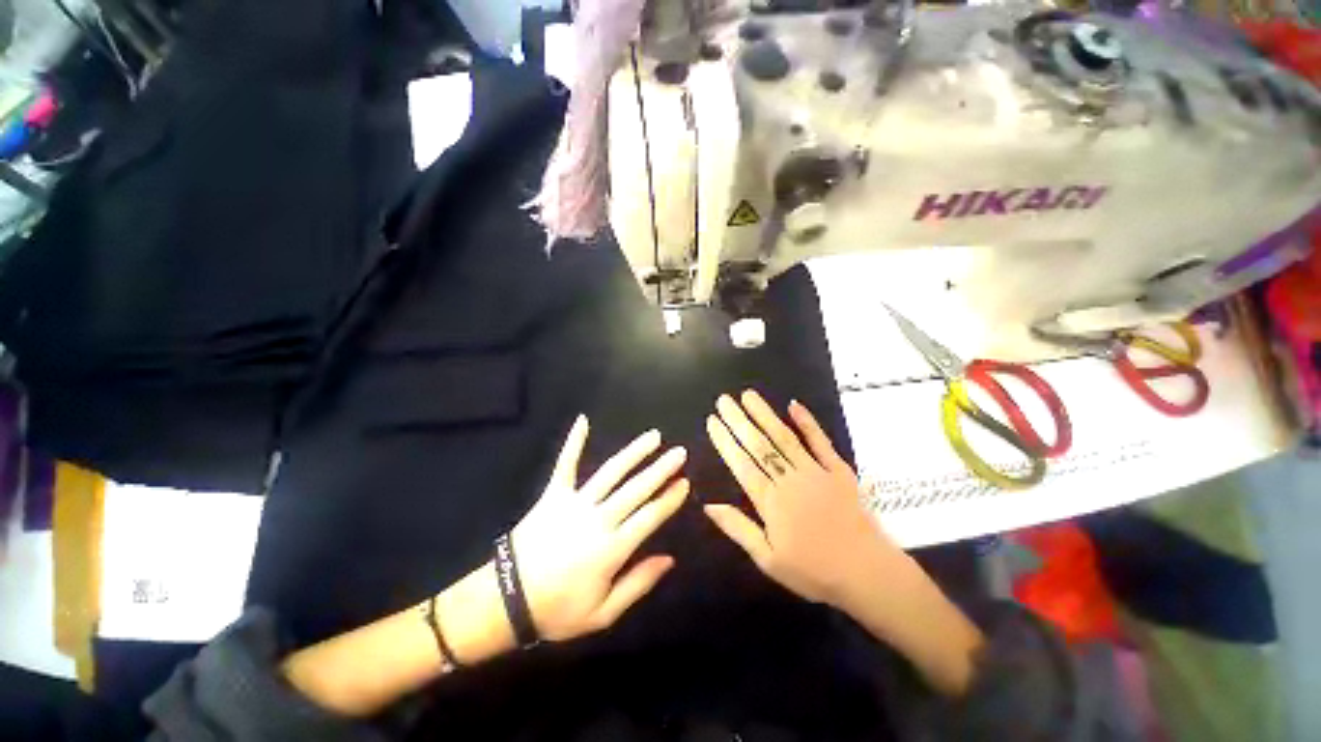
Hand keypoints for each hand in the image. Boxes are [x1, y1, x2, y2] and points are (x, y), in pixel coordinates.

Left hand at [511, 415, 688, 641]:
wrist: (507, 600)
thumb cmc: (558, 610)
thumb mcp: (603, 614)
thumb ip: (638, 583)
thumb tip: (669, 559)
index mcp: (612, 548)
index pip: (650, 517)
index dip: (669, 499)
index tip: (685, 482)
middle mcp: (598, 519)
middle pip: (636, 489)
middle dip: (661, 469)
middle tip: (679, 452)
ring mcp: (575, 502)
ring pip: (611, 472)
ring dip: (634, 453)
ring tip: (653, 437)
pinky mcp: (554, 494)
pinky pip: (566, 464)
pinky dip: (574, 442)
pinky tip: (583, 420)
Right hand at [702, 391, 905, 610]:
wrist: (868, 574)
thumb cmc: (814, 571)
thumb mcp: (769, 560)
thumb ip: (738, 529)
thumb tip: (708, 505)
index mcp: (771, 502)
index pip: (742, 464)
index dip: (725, 441)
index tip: (712, 420)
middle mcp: (790, 480)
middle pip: (759, 445)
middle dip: (738, 420)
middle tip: (723, 400)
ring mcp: (816, 472)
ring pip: (784, 437)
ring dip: (765, 414)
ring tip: (748, 395)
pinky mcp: (838, 470)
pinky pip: (821, 442)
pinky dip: (808, 422)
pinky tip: (793, 404)